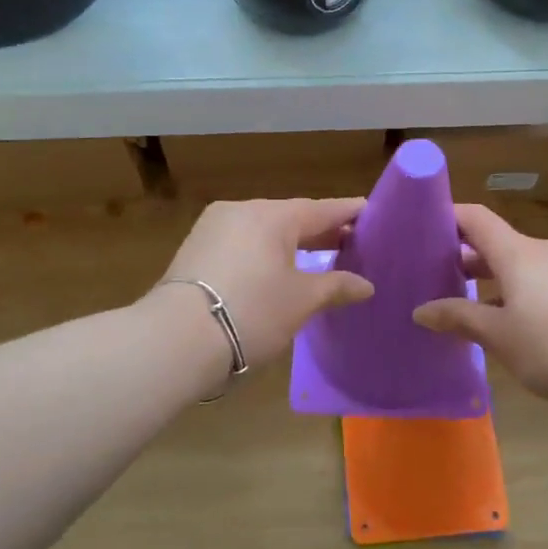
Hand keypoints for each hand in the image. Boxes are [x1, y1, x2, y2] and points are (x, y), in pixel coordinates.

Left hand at [153, 198, 373, 372]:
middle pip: (291, 217)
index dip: (348, 213)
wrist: (177, 339)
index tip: (370, 213)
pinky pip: (242, 243)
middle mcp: (242, 211)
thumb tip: (366, 285)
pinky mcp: (195, 250)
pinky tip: (276, 270)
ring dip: (291, 244)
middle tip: (351, 242)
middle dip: (320, 232)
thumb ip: (336, 287)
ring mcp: (213, 228)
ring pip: (263, 230)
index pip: (321, 209)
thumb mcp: (301, 301)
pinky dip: (265, 253)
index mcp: (272, 215)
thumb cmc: (252, 312)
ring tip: (317, 259)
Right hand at [413, 204, 547, 405]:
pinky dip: (525, 292)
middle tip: (439, 278)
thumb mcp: (498, 336)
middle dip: (469, 258)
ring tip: (474, 307)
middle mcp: (547, 250)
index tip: (424, 227)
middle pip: (500, 243)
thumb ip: (458, 318)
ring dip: (497, 280)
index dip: (449, 217)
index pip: (477, 218)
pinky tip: (519, 325)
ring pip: (525, 265)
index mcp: (519, 252)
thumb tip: (421, 310)